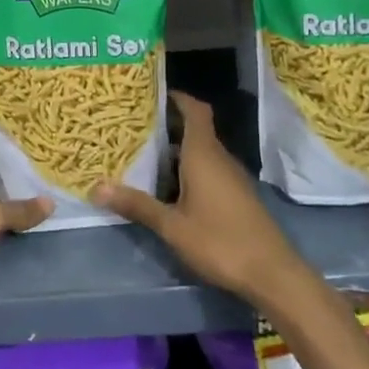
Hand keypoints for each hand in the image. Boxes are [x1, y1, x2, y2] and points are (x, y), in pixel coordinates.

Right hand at [93, 91, 316, 312]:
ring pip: (201, 152)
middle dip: (167, 126)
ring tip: (142, 155)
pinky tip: (168, 188)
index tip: (150, 94)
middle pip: (195, 130)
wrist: (273, 274)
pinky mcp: (237, 196)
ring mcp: (231, 178)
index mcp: (203, 154)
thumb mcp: (172, 226)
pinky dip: (188, 170)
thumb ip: (137, 205)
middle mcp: (219, 158)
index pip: (194, 110)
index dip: (176, 97)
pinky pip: (209, 170)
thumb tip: (96, 187)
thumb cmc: (220, 242)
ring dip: (176, 151)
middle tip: (133, 127)